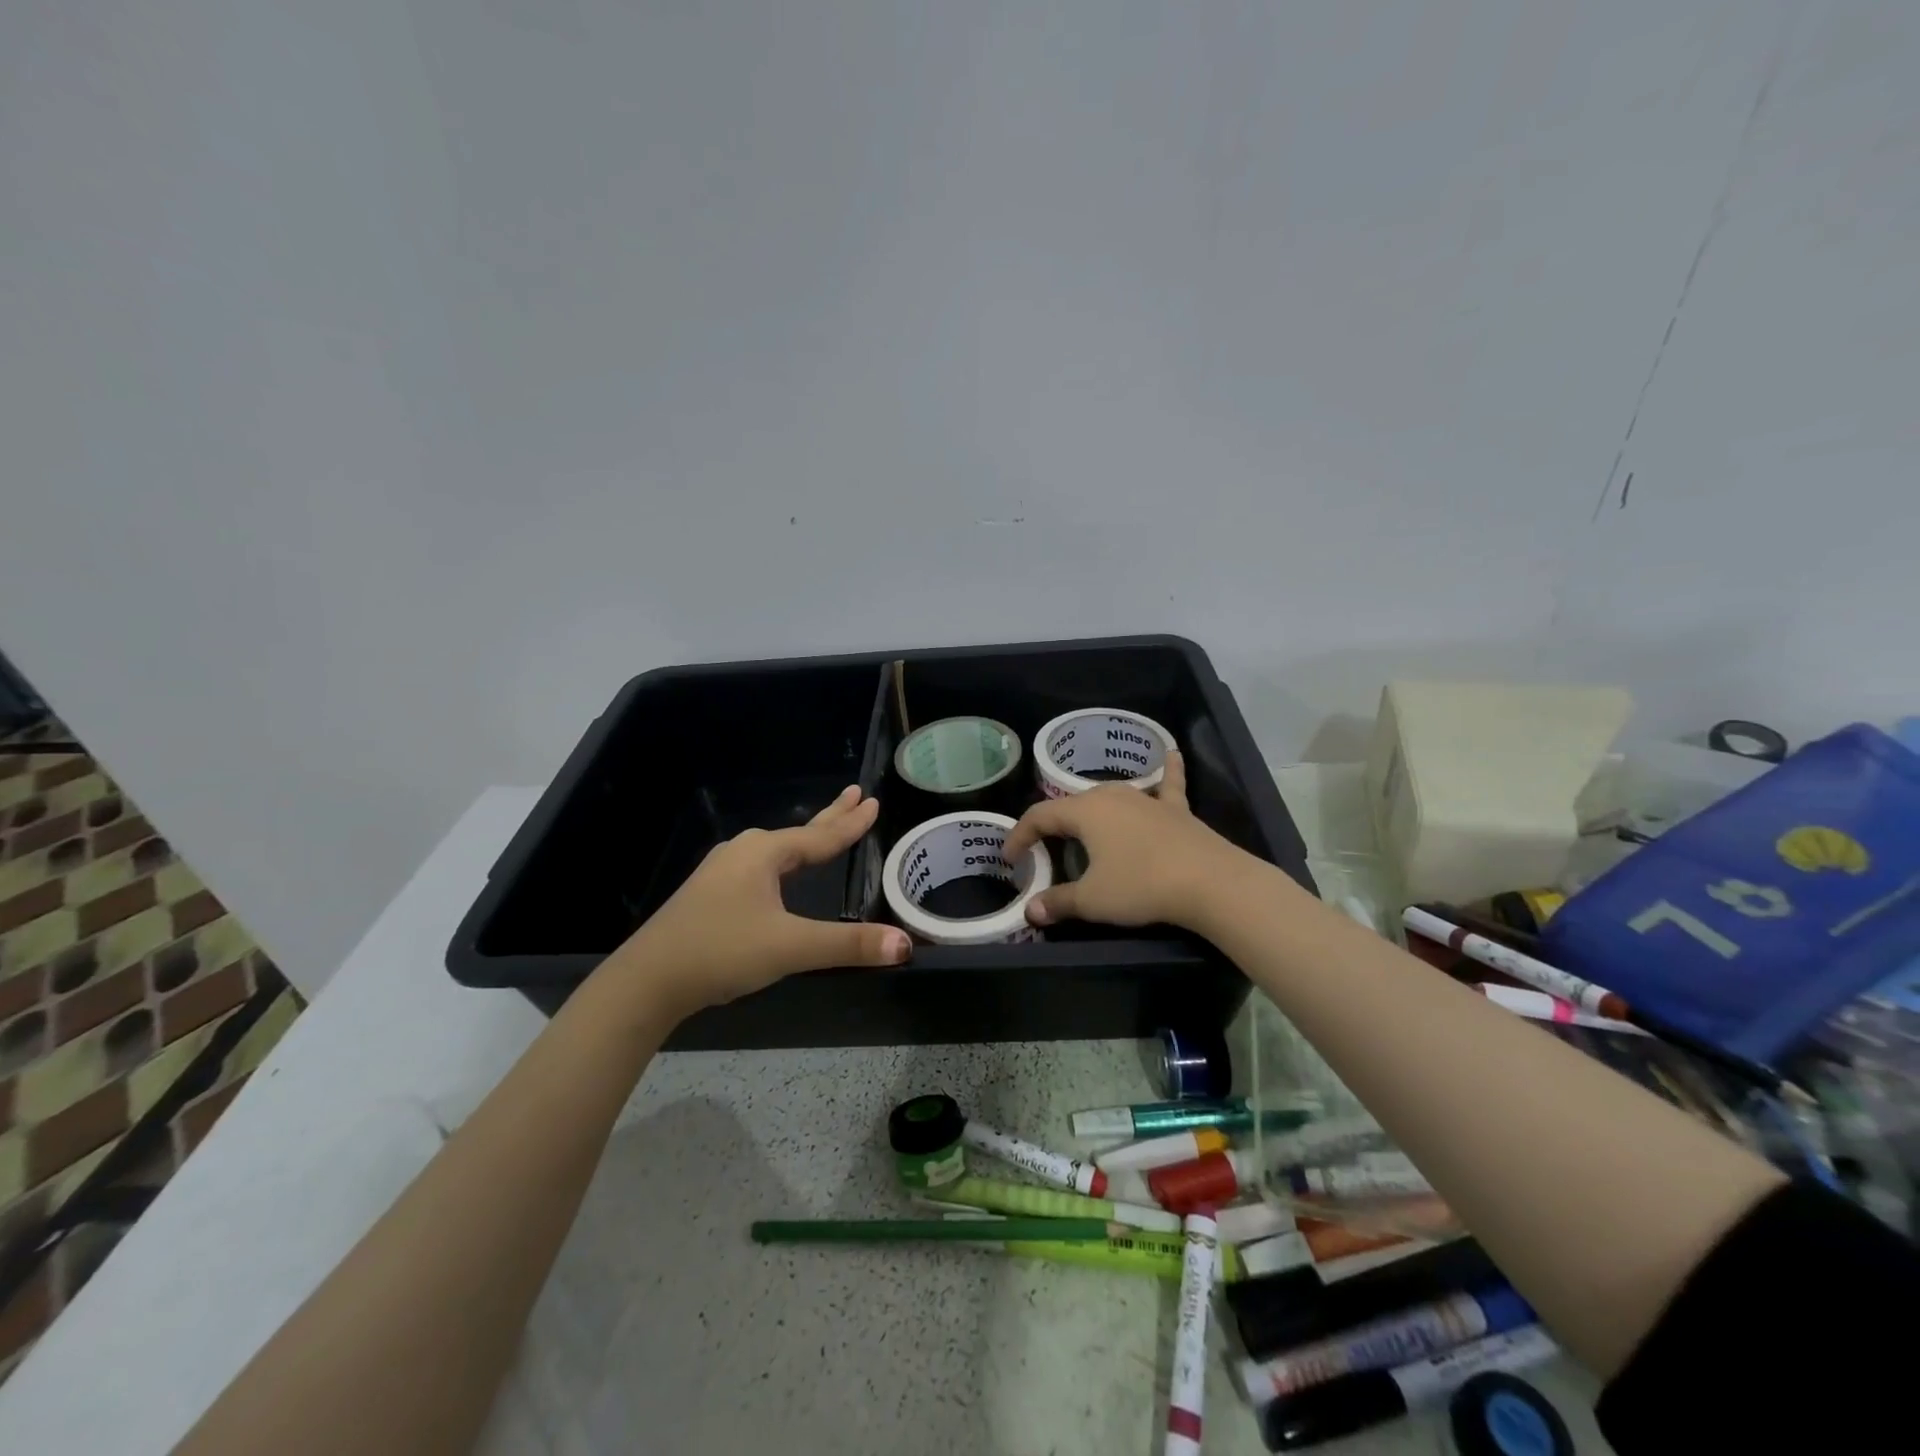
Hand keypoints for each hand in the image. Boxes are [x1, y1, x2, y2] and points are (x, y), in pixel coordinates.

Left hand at [608, 786, 910, 1021]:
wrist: (648, 980)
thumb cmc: (722, 950)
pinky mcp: (711, 893)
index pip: (820, 836)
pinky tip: (780, 875)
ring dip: (805, 841)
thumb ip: (848, 945)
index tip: (873, 801)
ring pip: (777, 851)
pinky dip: (784, 863)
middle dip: (830, 817)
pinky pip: (761, 868)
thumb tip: (904, 945)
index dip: (851, 823)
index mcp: (764, 853)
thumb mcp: (790, 947)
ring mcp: (723, 872)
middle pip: (799, 833)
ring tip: (825, 833)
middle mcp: (744, 852)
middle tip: (855, 794)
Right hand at [1003, 751, 1257, 930]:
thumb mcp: (1092, 900)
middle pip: (1072, 805)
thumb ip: (1058, 902)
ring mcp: (1146, 799)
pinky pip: (1168, 785)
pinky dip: (1168, 770)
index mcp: (1084, 812)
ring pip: (1111, 796)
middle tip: (1044, 849)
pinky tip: (1172, 752)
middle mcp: (1112, 796)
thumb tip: (1031, 911)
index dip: (1019, 836)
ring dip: (1093, 807)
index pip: (1039, 817)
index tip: (1009, 859)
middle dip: (1053, 825)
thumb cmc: (1141, 886)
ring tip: (1083, 819)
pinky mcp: (1176, 810)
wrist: (1209, 882)